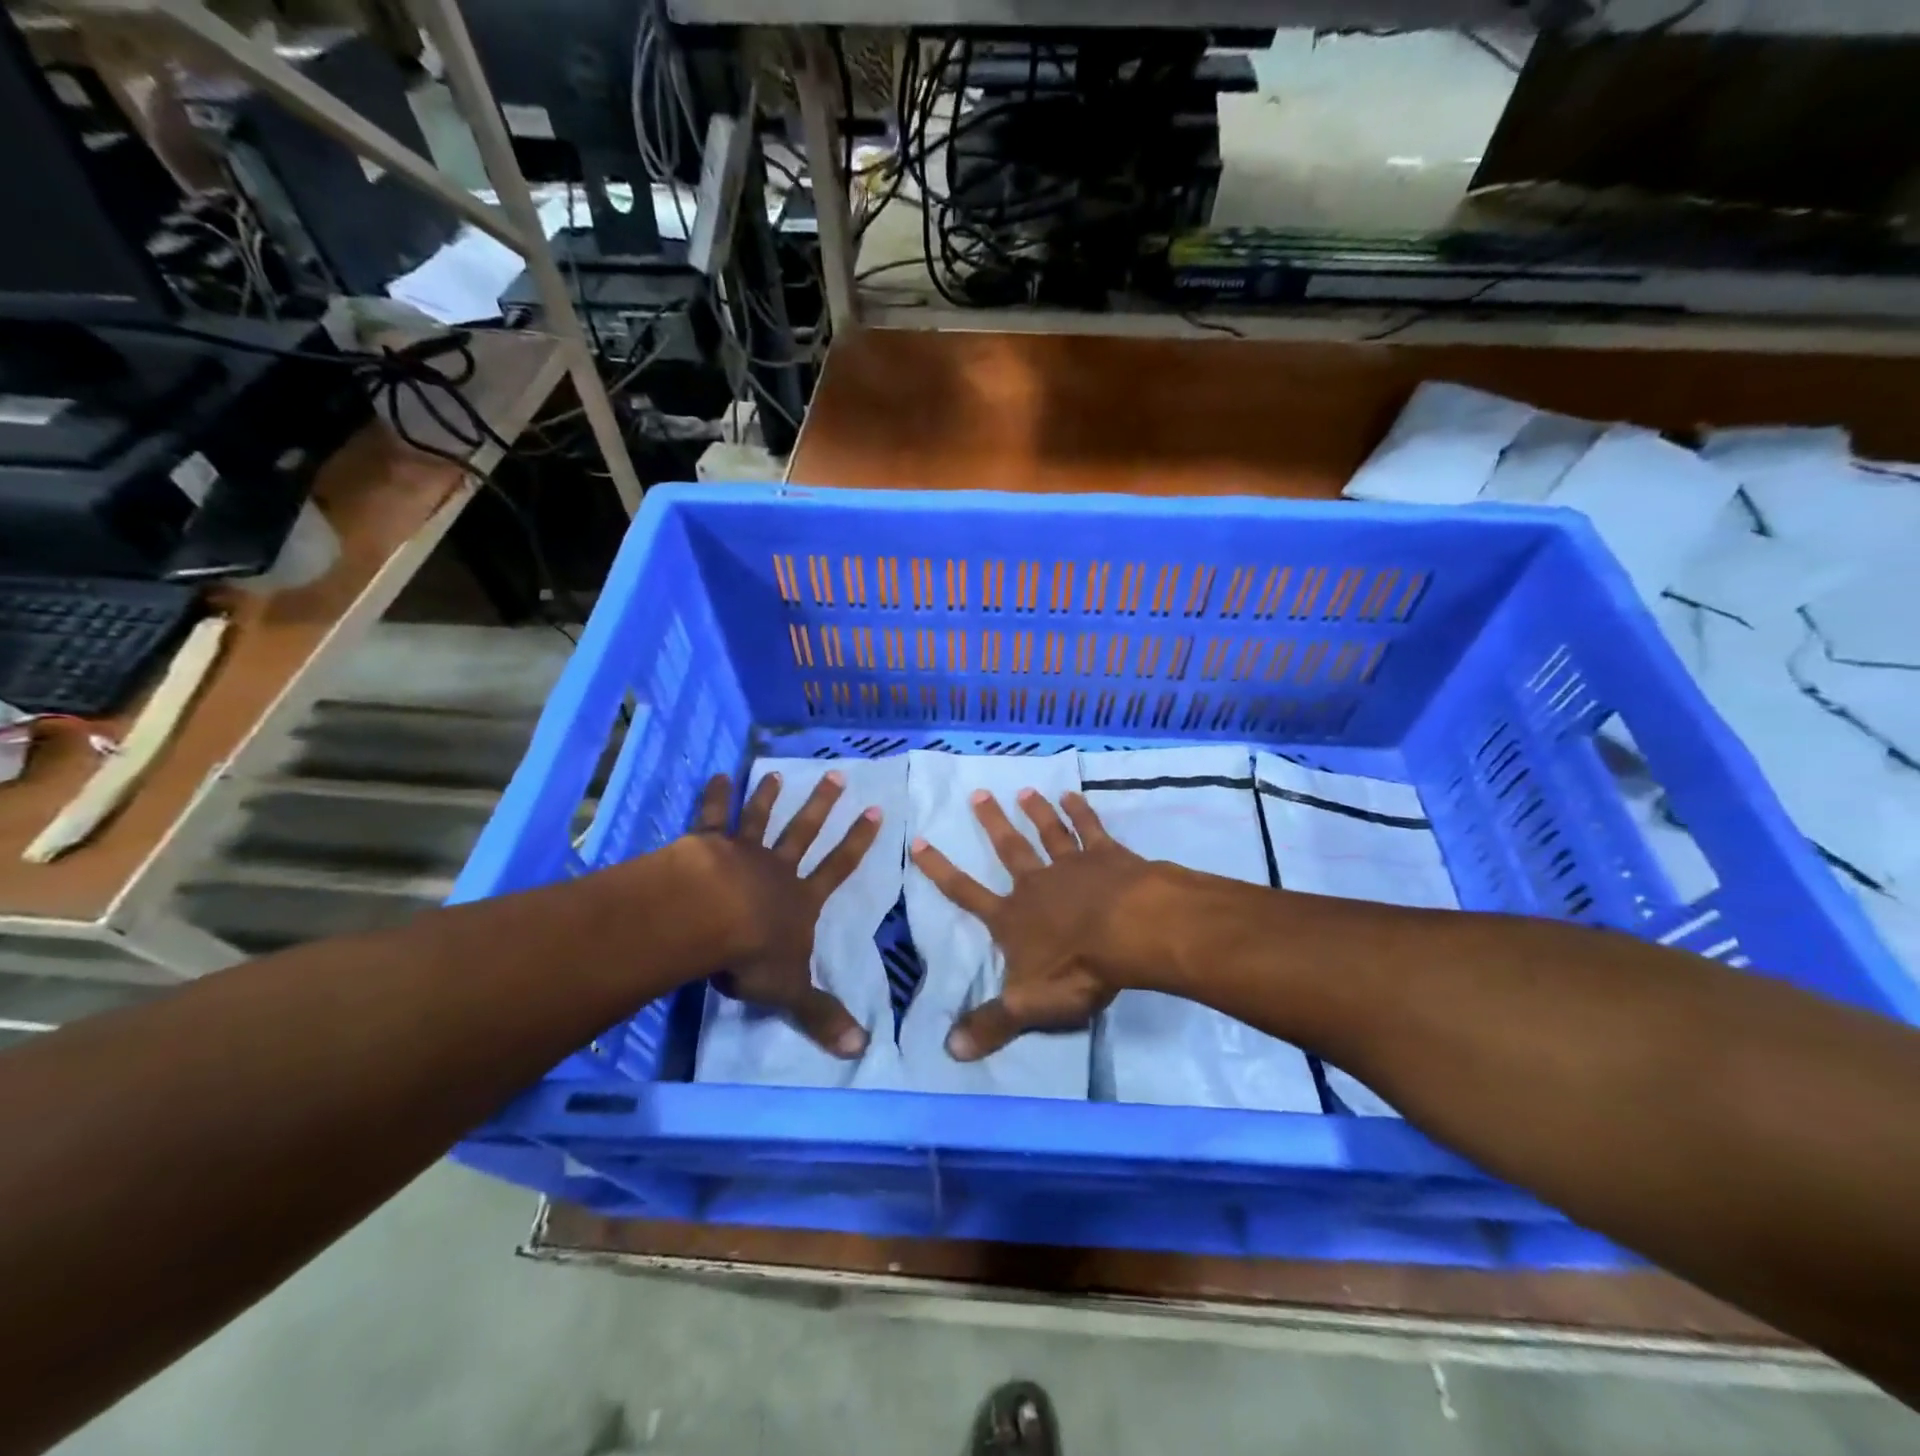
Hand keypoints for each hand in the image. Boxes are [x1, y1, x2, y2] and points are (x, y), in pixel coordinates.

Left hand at [691, 770, 880, 1058]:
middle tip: (836, 775)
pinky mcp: (705, 845)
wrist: (708, 920)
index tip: (875, 812)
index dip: (858, 842)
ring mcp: (741, 853)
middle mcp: (776, 869)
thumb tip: (862, 1049)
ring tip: (776, 773)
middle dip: (822, 805)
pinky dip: (716, 796)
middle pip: (804, 832)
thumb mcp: (791, 990)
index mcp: (800, 900)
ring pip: (760, 819)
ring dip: (769, 796)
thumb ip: (822, 1014)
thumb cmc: (752, 954)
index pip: (838, 868)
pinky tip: (718, 775)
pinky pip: (713, 817)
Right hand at [909, 789, 1157, 1061]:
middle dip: (992, 823)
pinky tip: (1073, 794)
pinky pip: (1090, 828)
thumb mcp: (1028, 1006)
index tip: (920, 842)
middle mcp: (1037, 884)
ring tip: (1025, 790)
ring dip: (1036, 811)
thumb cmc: (1078, 969)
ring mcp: (1073, 865)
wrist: (1132, 933)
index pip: (966, 893)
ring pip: (1048, 833)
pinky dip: (1081, 811)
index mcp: (1013, 918)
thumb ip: (991, 1024)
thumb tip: (949, 1051)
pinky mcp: (1108, 856)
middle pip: (1009, 849)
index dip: (940, 870)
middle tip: (977, 793)